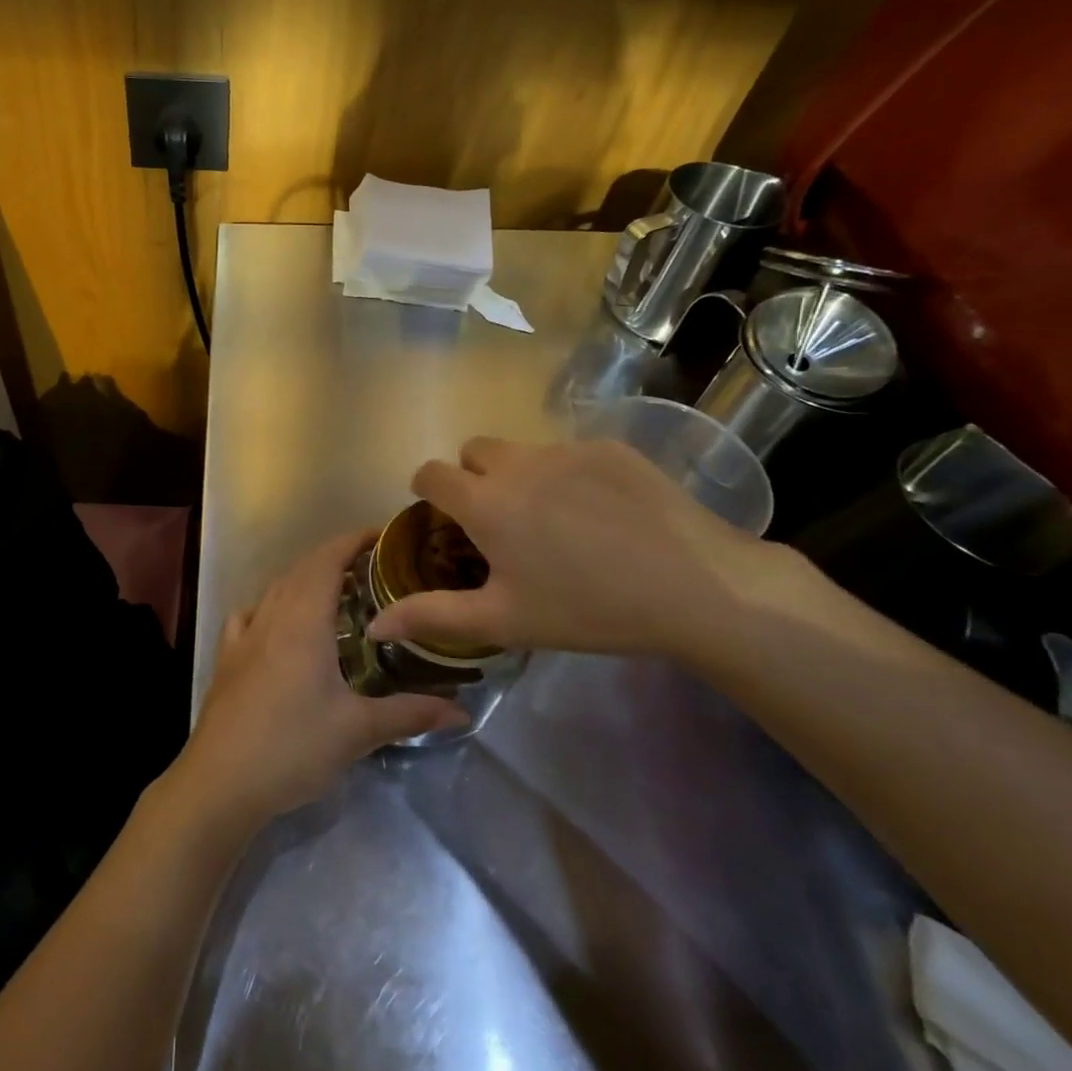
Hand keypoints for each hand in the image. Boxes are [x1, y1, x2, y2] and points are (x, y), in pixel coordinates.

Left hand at [173, 532, 468, 828]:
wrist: (220, 781)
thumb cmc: (292, 746)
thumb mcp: (357, 731)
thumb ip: (410, 714)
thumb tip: (462, 712)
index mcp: (303, 620)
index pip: (327, 559)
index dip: (353, 540)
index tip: (383, 537)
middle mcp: (271, 616)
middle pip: (302, 568)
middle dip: (335, 556)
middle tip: (373, 567)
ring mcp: (244, 635)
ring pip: (276, 588)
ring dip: (305, 578)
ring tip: (336, 591)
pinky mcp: (228, 658)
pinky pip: (251, 613)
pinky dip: (271, 604)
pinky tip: (279, 622)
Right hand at [368, 436, 789, 658]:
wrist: (696, 588)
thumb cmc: (587, 609)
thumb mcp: (504, 620)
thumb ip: (433, 616)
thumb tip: (375, 623)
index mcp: (485, 502)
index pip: (430, 473)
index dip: (428, 493)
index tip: (446, 522)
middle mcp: (517, 463)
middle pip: (473, 452)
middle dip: (473, 478)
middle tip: (502, 524)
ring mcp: (566, 450)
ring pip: (521, 451)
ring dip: (519, 475)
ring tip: (555, 521)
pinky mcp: (610, 448)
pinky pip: (568, 453)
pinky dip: (567, 476)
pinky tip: (602, 515)